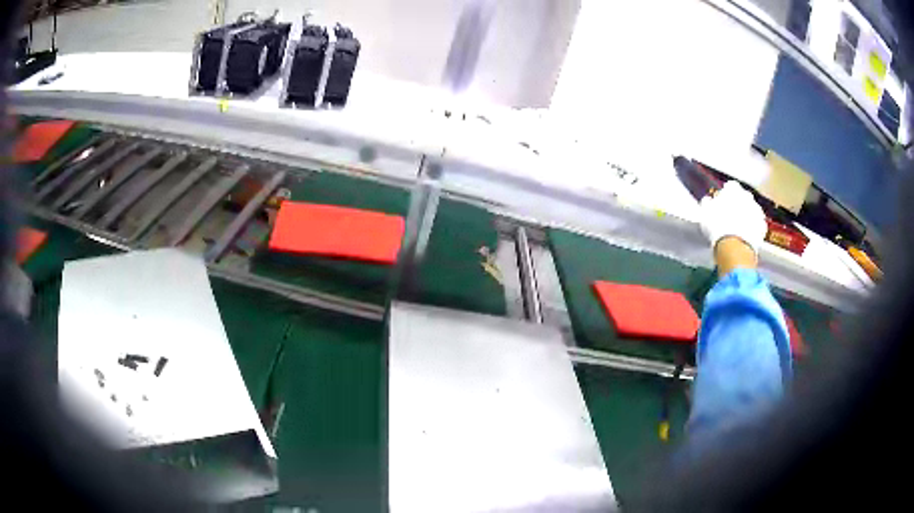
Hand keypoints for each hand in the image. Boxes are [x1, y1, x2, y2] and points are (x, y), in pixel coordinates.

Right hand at [699, 181, 767, 273]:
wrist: (733, 246)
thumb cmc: (718, 226)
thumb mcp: (705, 212)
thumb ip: (708, 202)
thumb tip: (708, 201)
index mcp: (733, 189)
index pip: (730, 186)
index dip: (725, 195)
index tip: (720, 202)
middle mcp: (747, 196)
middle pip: (743, 197)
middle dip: (737, 204)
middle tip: (728, 216)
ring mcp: (757, 211)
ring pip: (752, 210)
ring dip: (746, 216)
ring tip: (736, 228)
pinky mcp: (762, 227)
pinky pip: (757, 226)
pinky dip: (753, 229)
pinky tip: (745, 235)